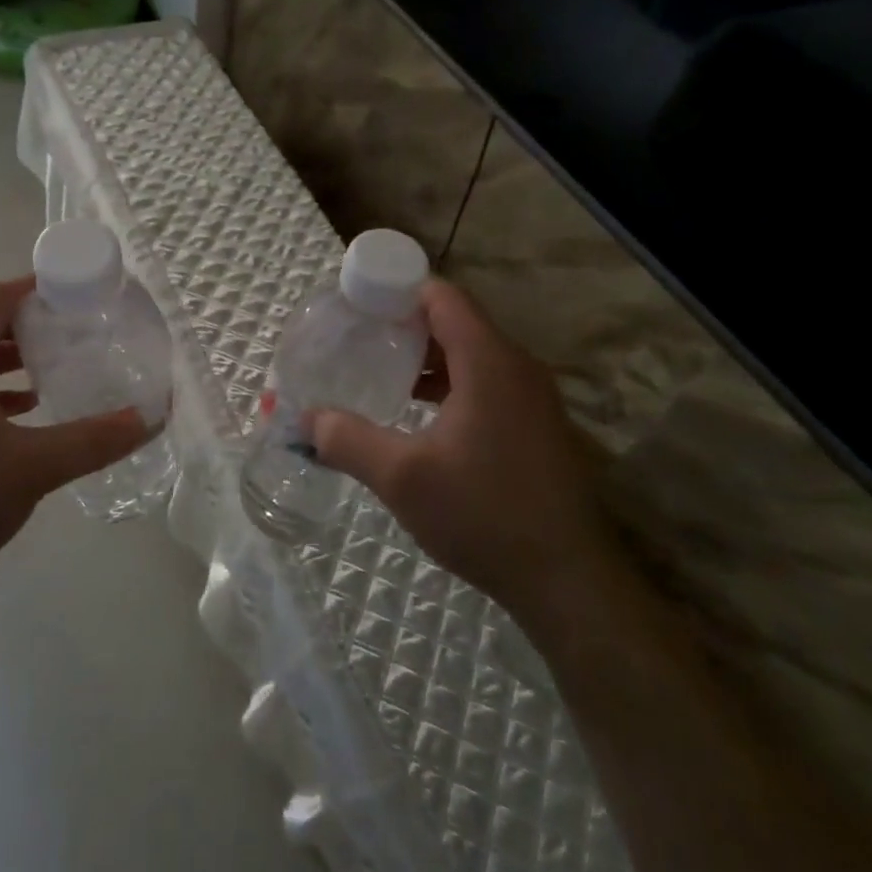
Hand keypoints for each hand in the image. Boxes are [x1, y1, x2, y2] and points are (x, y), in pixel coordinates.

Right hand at [308, 280, 611, 609]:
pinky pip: (484, 383)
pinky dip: (447, 384)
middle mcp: (516, 368)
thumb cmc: (483, 514)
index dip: (396, 292)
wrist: (566, 579)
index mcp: (489, 362)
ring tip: (378, 374)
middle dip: (403, 325)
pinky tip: (416, 414)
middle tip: (356, 340)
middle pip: (455, 322)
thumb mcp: (401, 478)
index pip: (442, 297)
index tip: (354, 306)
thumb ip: (347, 440)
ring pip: (470, 355)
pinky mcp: (535, 426)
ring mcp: (531, 398)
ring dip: (425, 358)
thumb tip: (305, 420)